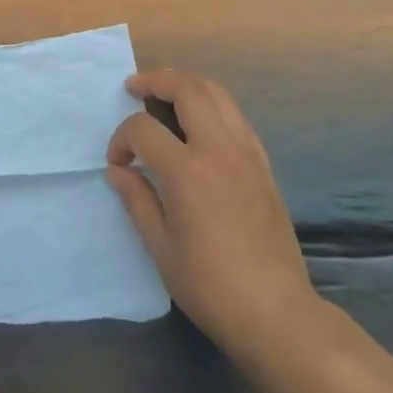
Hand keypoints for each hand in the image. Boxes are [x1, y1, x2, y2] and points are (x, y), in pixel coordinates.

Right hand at [106, 69, 317, 362]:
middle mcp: (219, 150)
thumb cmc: (209, 284)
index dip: (122, 139)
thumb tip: (118, 171)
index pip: (143, 129)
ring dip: (187, 85)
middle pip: (188, 89)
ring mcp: (247, 154)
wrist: (275, 311)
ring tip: (165, 94)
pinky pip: (236, 117)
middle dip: (157, 80)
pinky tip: (199, 124)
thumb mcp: (160, 247)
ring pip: (218, 94)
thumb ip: (137, 199)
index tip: (118, 164)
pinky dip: (212, 106)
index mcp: (187, 171)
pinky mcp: (263, 165)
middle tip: (135, 88)